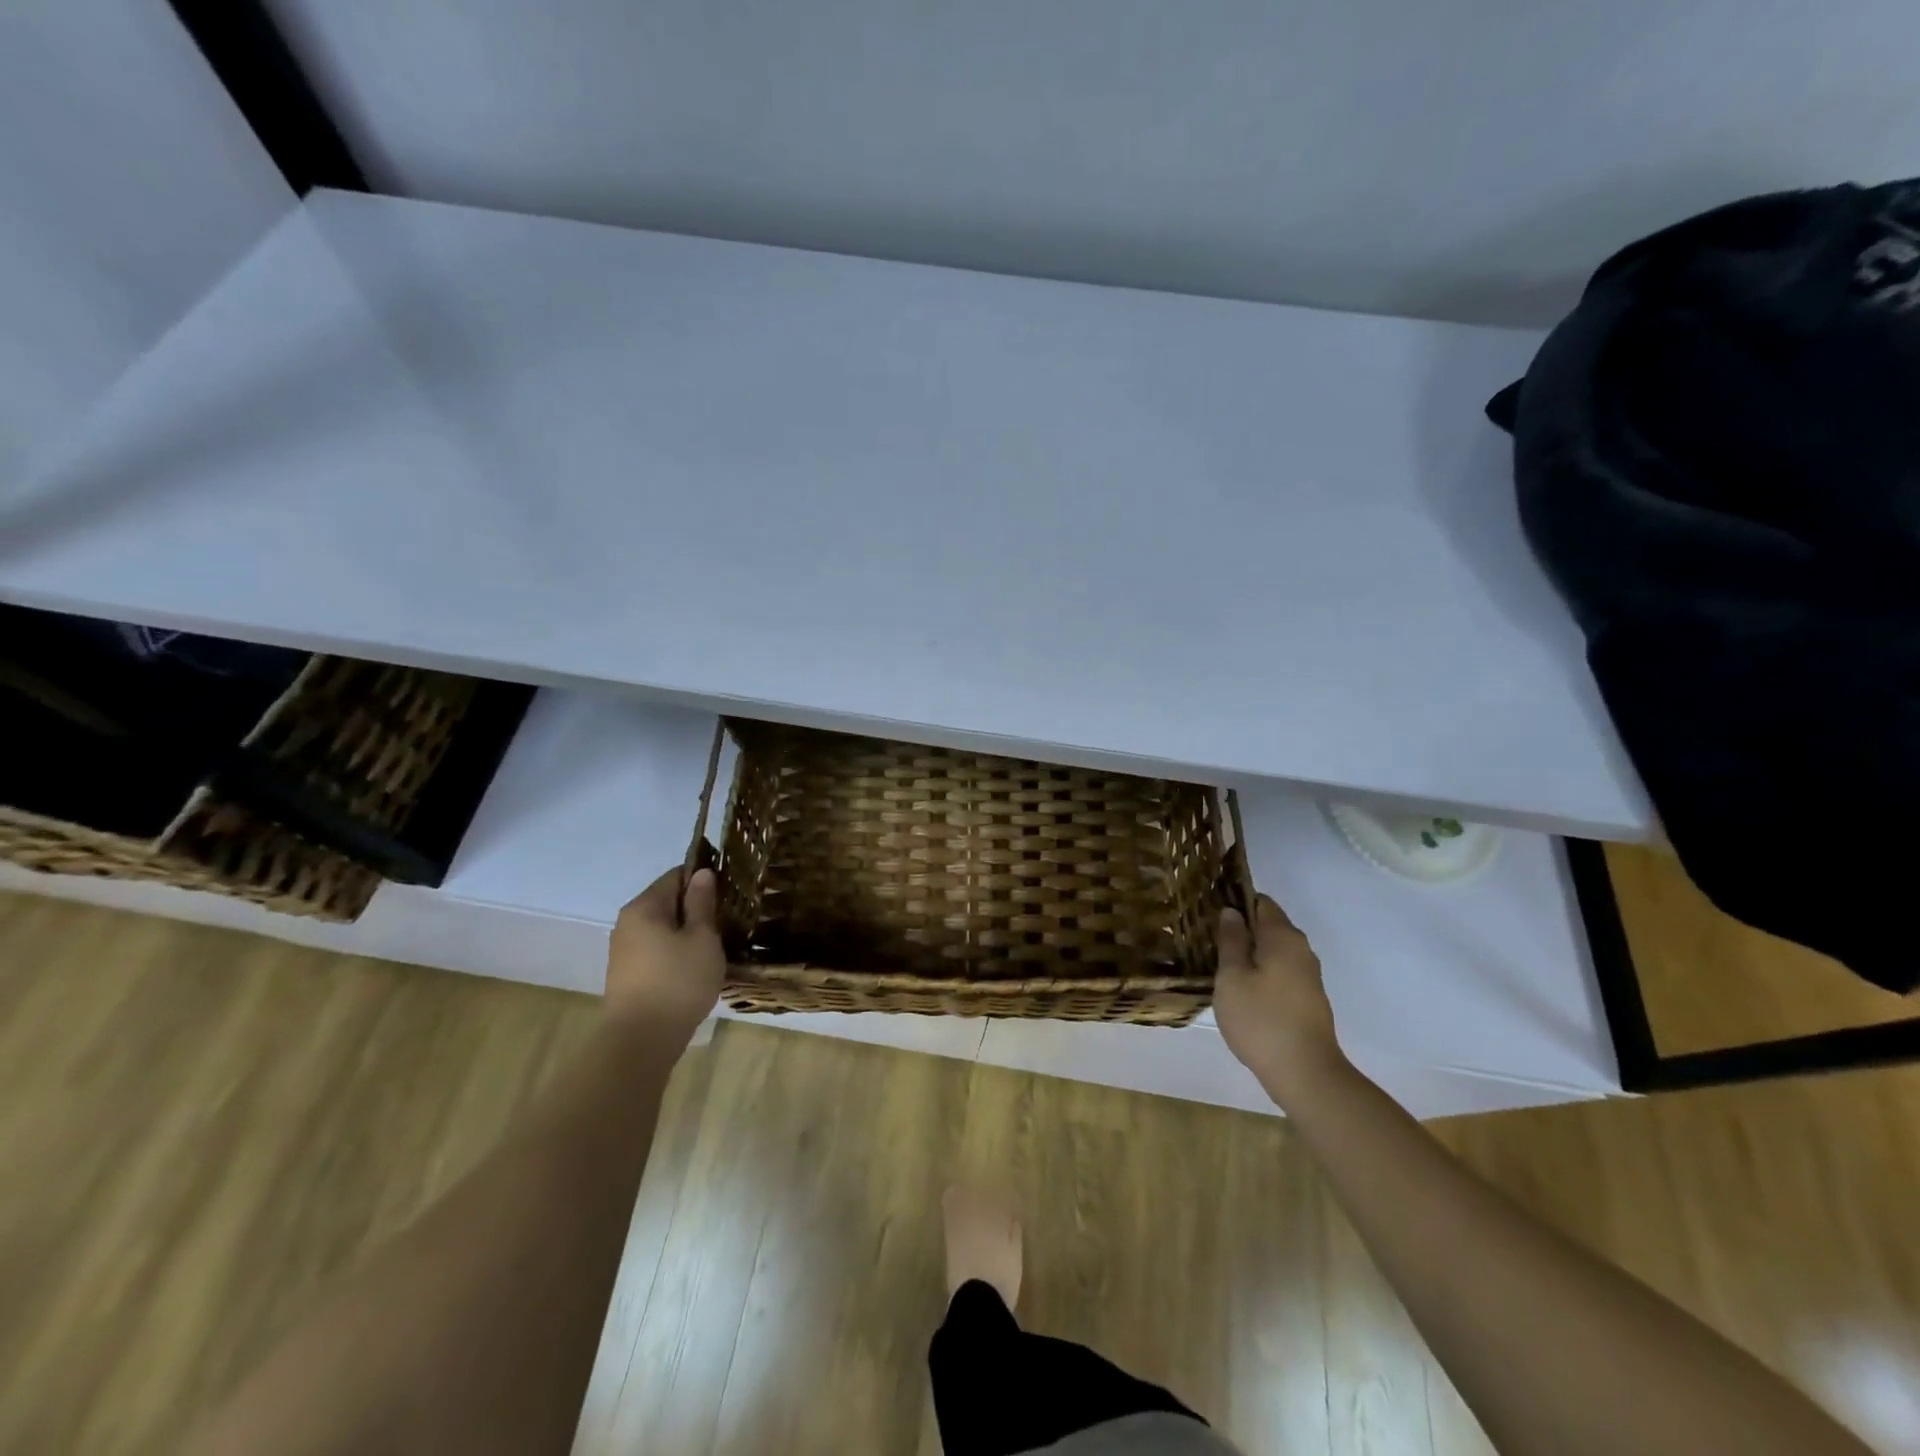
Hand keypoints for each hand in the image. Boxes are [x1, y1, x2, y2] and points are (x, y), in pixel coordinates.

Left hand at [604, 866, 726, 1047]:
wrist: (641, 1042)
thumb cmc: (678, 982)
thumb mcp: (702, 938)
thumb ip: (701, 903)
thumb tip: (701, 873)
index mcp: (644, 907)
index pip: (676, 875)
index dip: (704, 879)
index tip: (729, 893)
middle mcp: (628, 922)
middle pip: (667, 901)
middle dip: (696, 907)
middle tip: (727, 920)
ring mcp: (624, 950)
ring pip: (663, 927)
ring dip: (687, 932)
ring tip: (715, 945)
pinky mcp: (627, 974)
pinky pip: (656, 949)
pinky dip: (676, 951)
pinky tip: (695, 966)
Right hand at [1214, 894, 1347, 1107]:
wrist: (1305, 1074)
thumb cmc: (1261, 1019)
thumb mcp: (1232, 977)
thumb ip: (1231, 940)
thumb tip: (1231, 912)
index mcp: (1283, 937)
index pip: (1260, 902)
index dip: (1236, 902)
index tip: (1210, 911)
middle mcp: (1301, 950)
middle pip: (1269, 926)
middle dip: (1242, 928)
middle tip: (1208, 938)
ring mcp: (1308, 976)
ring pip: (1274, 951)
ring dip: (1250, 953)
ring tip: (1219, 964)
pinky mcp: (1309, 999)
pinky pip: (1281, 972)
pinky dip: (1261, 973)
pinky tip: (1241, 989)